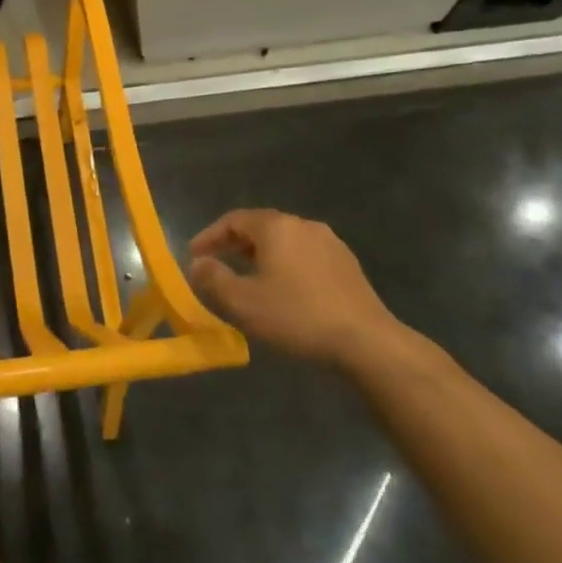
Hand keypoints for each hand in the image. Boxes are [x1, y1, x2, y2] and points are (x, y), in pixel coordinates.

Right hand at [188, 209, 402, 365]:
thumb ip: (213, 278)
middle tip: (217, 264)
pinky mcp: (347, 265)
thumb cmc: (297, 316)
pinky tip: (285, 290)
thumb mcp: (243, 302)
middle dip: (235, 245)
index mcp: (276, 227)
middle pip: (260, 227)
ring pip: (285, 242)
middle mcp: (303, 225)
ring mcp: (330, 243)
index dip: (209, 236)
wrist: (367, 342)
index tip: (194, 255)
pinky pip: (305, 256)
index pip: (233, 220)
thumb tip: (198, 264)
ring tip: (249, 278)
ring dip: (262, 256)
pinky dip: (286, 265)